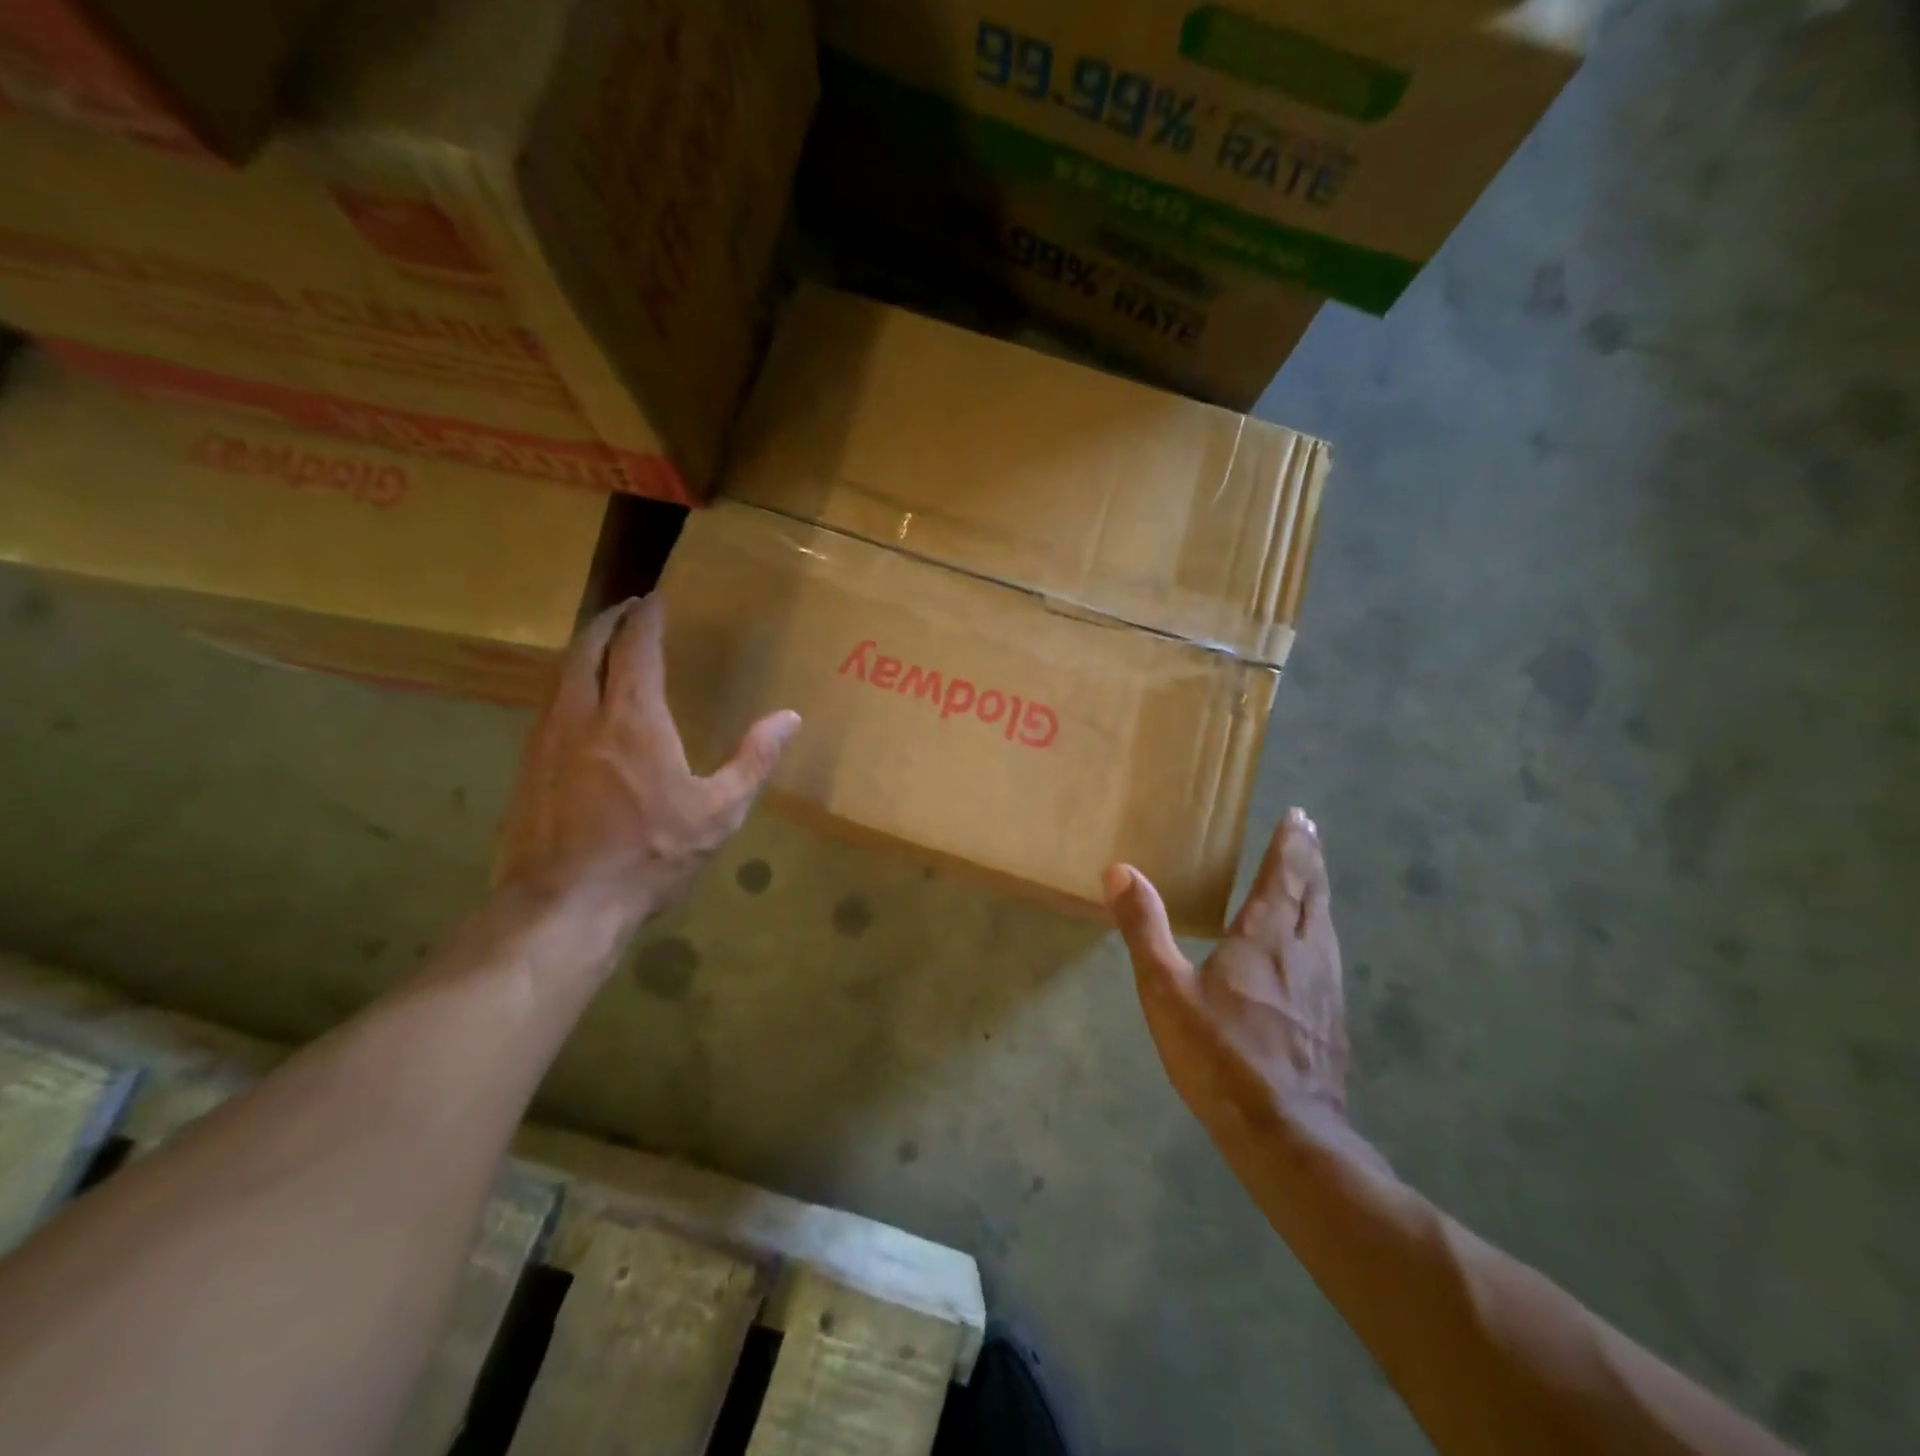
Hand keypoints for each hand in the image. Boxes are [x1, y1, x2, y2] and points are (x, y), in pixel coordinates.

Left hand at [495, 595, 799, 926]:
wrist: (563, 906)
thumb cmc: (650, 856)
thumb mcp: (718, 814)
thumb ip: (754, 760)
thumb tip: (789, 717)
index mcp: (633, 720)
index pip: (635, 647)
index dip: (646, 618)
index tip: (656, 598)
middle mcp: (583, 716)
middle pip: (587, 648)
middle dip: (608, 621)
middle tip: (628, 610)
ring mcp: (547, 740)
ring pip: (560, 674)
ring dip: (584, 650)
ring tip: (605, 647)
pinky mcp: (527, 767)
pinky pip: (548, 705)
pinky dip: (568, 685)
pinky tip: (580, 705)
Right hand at [1106, 809, 1347, 1133]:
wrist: (1287, 1136)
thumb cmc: (1221, 1057)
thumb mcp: (1166, 991)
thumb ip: (1144, 929)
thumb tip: (1119, 871)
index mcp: (1265, 938)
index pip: (1285, 876)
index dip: (1292, 844)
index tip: (1299, 817)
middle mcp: (1304, 953)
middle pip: (1313, 895)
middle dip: (1311, 860)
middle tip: (1310, 833)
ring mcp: (1326, 989)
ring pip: (1325, 926)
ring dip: (1318, 895)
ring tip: (1312, 881)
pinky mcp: (1333, 1021)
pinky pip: (1328, 957)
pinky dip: (1320, 933)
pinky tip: (1312, 950)